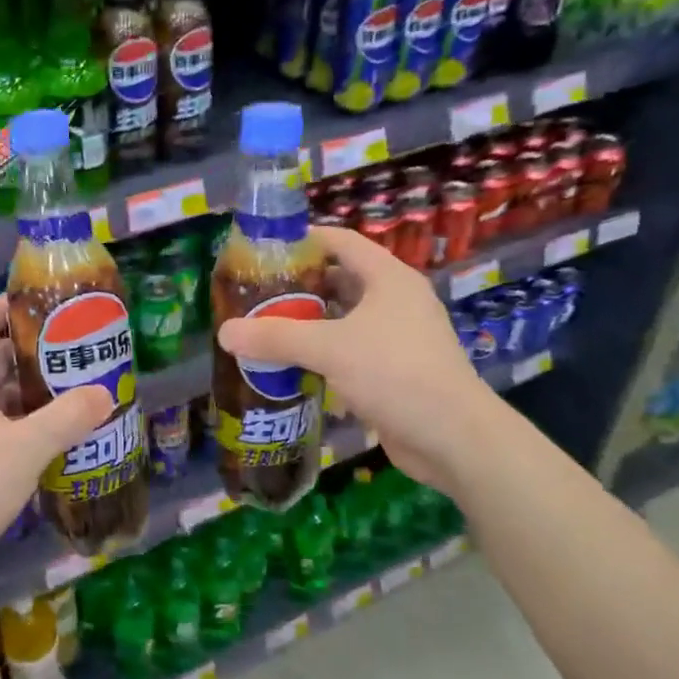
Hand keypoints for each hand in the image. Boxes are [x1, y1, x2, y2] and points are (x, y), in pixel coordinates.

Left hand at [0, 296, 112, 587]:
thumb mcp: (24, 448)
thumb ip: (67, 418)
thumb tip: (106, 394)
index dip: (12, 304)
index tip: (54, 307)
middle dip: (35, 347)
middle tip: (80, 347)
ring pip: (0, 390)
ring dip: (34, 386)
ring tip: (79, 383)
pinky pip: (0, 420)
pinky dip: (28, 417)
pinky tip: (60, 427)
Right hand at [214, 225, 483, 491]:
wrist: (454, 438)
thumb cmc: (396, 374)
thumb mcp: (330, 349)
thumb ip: (276, 338)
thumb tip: (225, 332)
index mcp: (389, 278)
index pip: (342, 242)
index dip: (305, 240)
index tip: (264, 249)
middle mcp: (396, 301)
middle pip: (341, 281)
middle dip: (300, 286)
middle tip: (256, 294)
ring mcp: (398, 338)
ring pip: (344, 320)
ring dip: (309, 323)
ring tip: (266, 328)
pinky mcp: (395, 372)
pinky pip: (351, 351)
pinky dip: (323, 354)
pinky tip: (292, 366)